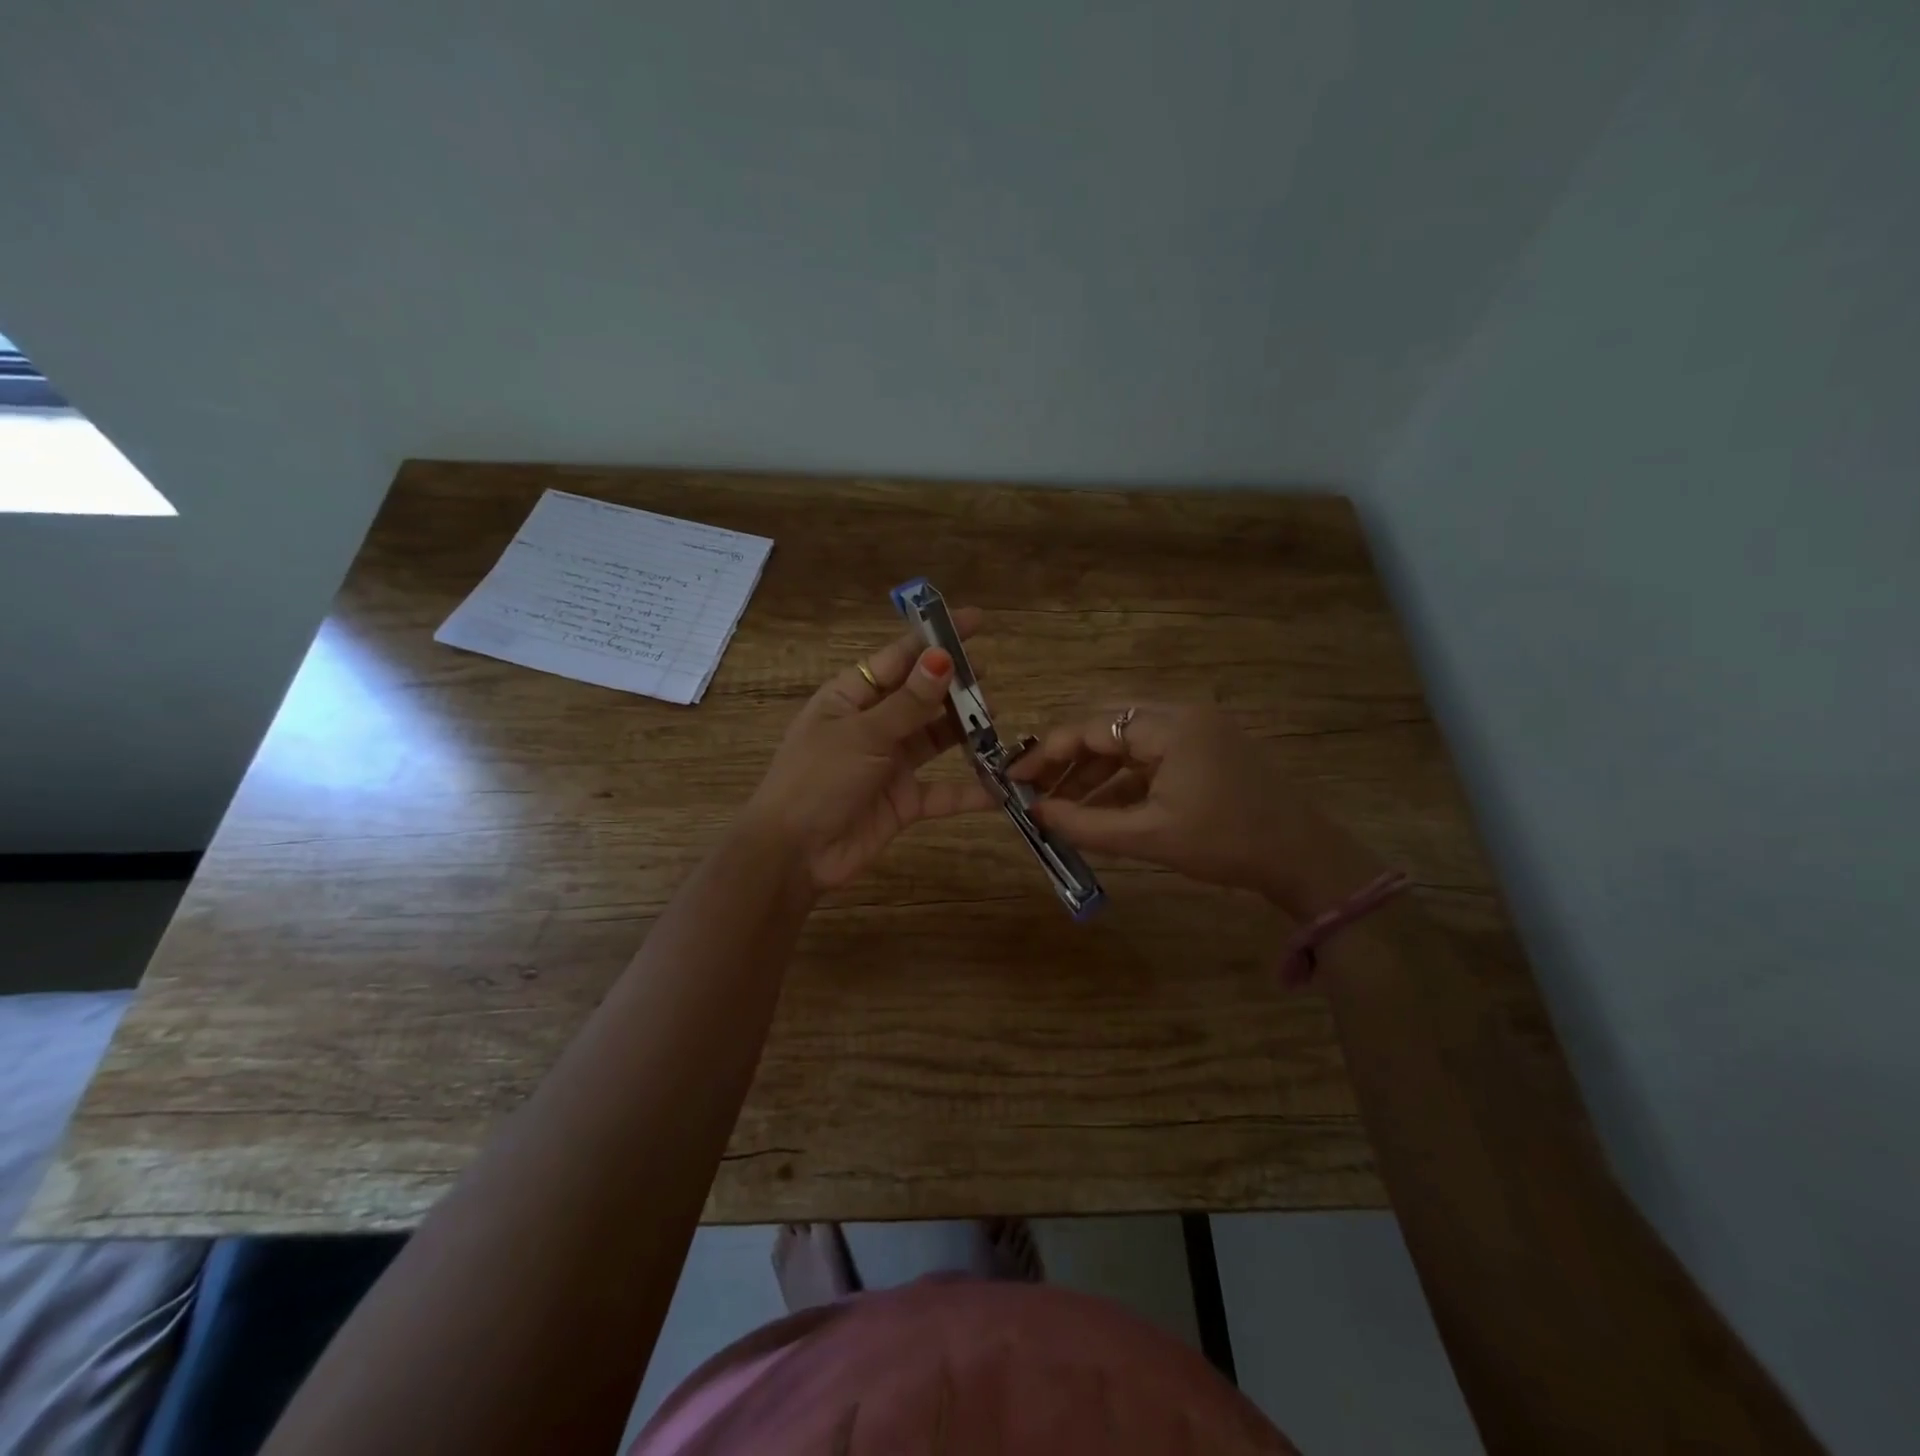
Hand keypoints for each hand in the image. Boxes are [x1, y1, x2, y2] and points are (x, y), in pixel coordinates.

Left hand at [743, 609, 996, 891]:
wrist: (793, 855)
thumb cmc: (817, 780)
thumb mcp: (863, 735)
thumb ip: (908, 702)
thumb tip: (943, 657)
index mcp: (852, 696)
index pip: (900, 658)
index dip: (936, 638)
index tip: (975, 621)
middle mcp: (874, 724)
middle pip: (922, 696)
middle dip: (956, 685)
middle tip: (990, 678)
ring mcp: (890, 763)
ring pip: (936, 738)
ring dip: (965, 730)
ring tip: (997, 718)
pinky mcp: (904, 801)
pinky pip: (943, 791)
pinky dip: (969, 791)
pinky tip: (1001, 787)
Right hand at [1009, 703, 1383, 918]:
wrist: (1304, 857)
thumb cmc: (1226, 843)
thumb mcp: (1149, 837)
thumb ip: (1086, 824)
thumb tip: (1036, 814)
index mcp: (1170, 726)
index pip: (1091, 727)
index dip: (1047, 752)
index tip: (1014, 778)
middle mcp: (1181, 714)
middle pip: (1107, 726)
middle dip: (1068, 758)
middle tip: (1035, 788)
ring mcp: (1197, 729)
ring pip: (1127, 741)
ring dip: (1094, 770)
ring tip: (1062, 804)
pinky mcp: (1206, 748)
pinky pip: (1151, 755)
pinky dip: (1123, 778)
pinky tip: (1100, 806)